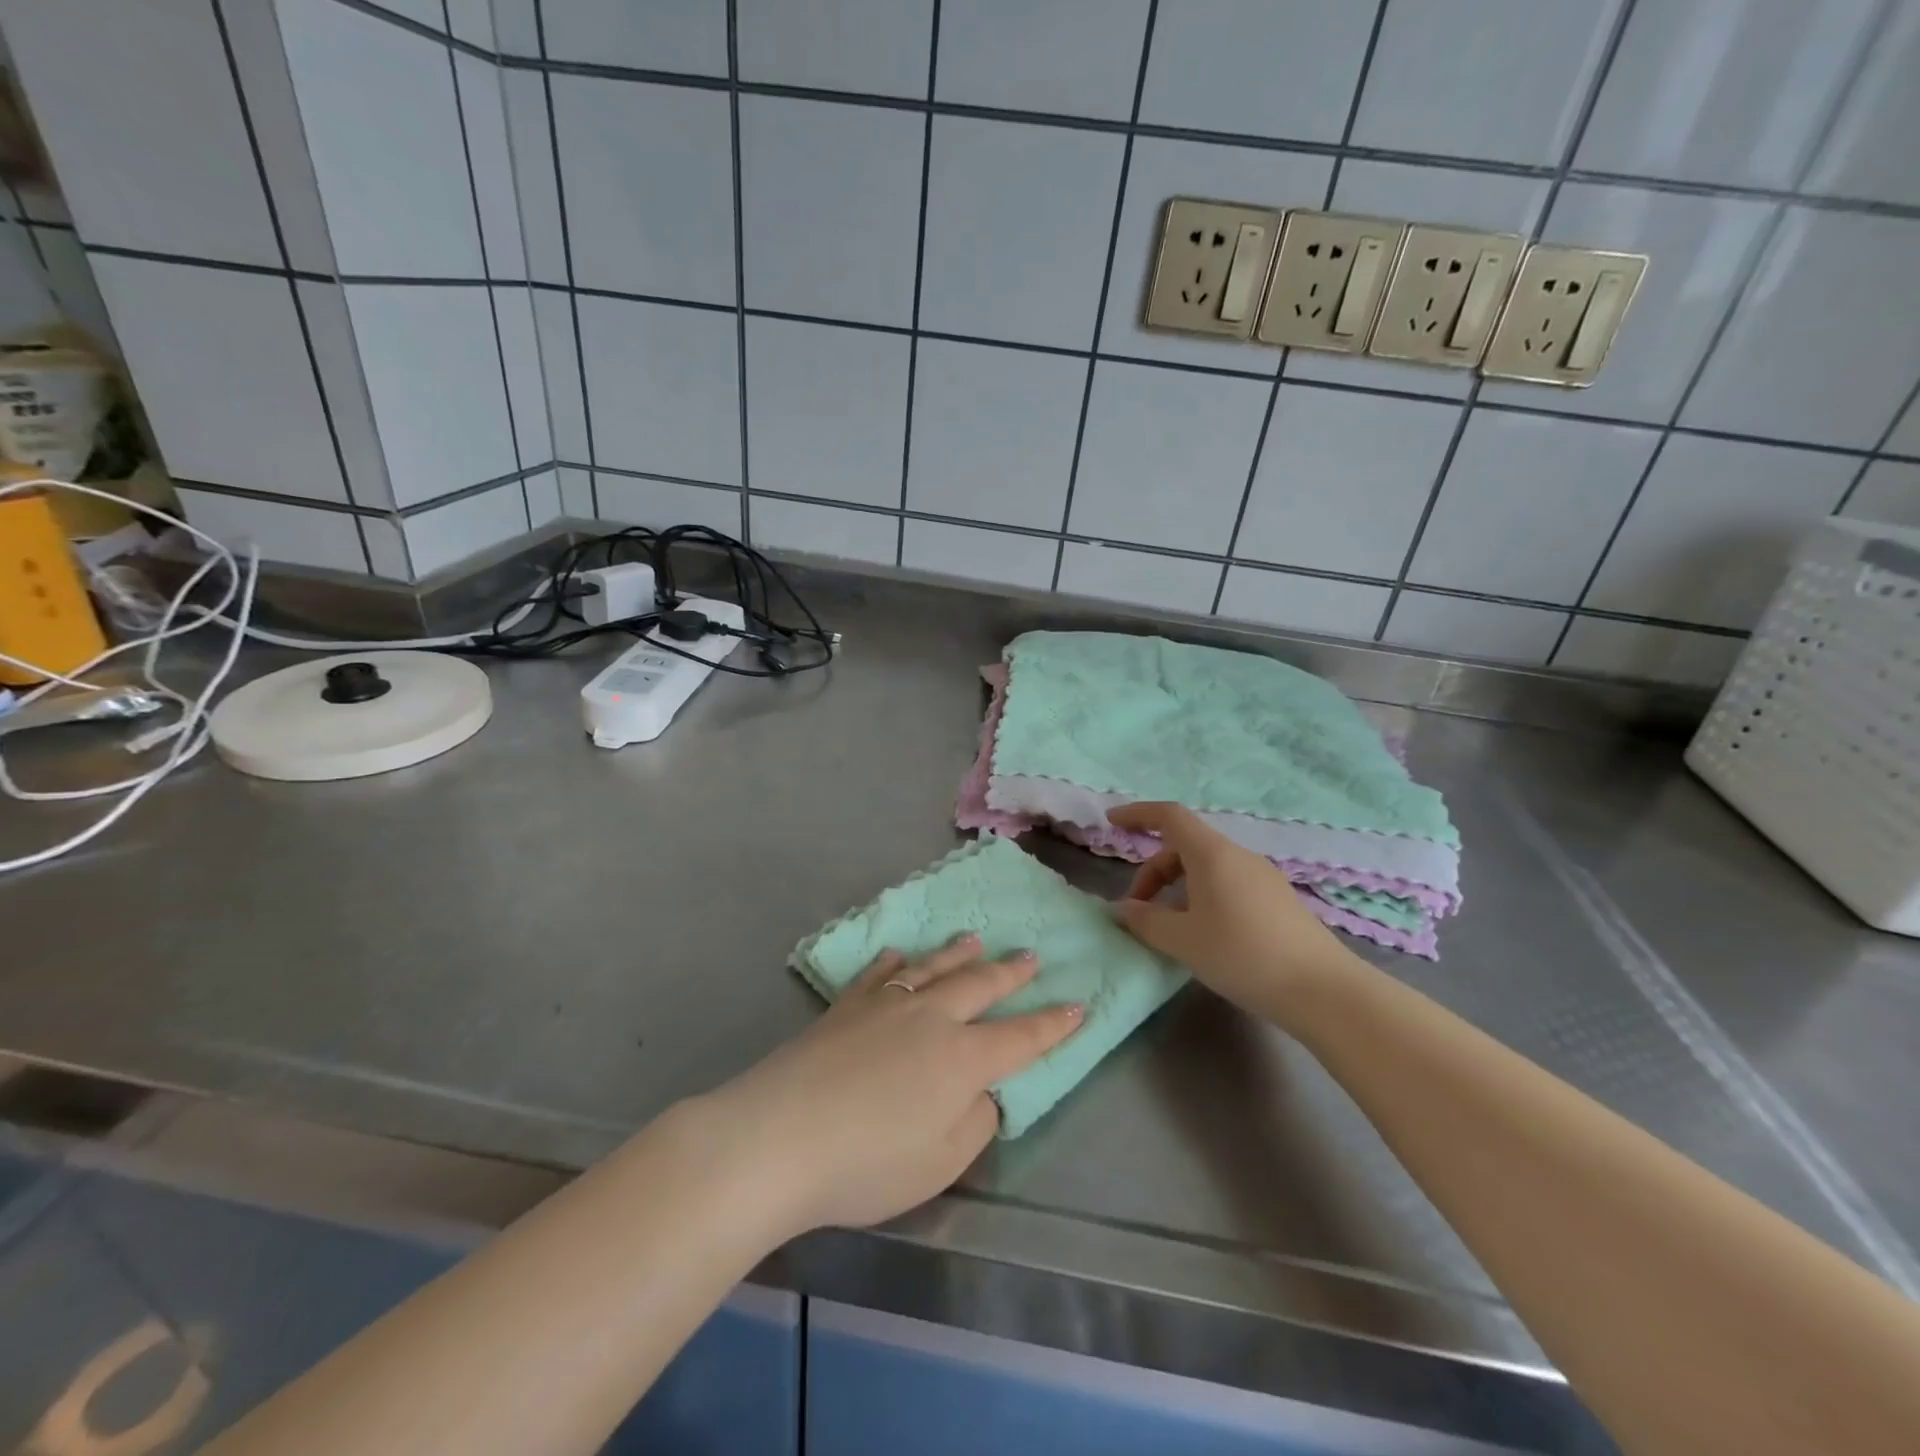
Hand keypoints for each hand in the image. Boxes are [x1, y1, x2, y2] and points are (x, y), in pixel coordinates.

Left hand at [686, 935, 1081, 1240]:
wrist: (779, 1136)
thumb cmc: (868, 1163)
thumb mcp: (940, 1163)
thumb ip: (974, 1123)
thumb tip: (983, 1091)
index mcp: (963, 1058)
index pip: (1022, 1037)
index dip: (1054, 1024)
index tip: (1080, 1004)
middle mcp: (931, 1018)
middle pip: (980, 987)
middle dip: (1011, 973)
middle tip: (1031, 955)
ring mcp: (886, 1005)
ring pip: (932, 969)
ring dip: (958, 954)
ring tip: (975, 939)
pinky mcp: (845, 1006)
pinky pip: (877, 975)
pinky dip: (892, 962)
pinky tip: (896, 952)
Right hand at [1107, 801, 1356, 1020]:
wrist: (1323, 991)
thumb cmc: (1243, 955)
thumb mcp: (1183, 940)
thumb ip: (1146, 920)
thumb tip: (1125, 909)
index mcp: (1212, 854)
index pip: (1169, 816)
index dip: (1137, 813)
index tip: (1111, 821)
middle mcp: (1238, 857)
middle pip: (1184, 847)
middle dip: (1153, 871)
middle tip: (1138, 909)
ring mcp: (1262, 878)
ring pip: (1207, 868)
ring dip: (1177, 888)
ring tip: (1168, 928)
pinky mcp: (1277, 901)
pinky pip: (1227, 885)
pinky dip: (1202, 898)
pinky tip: (1203, 936)